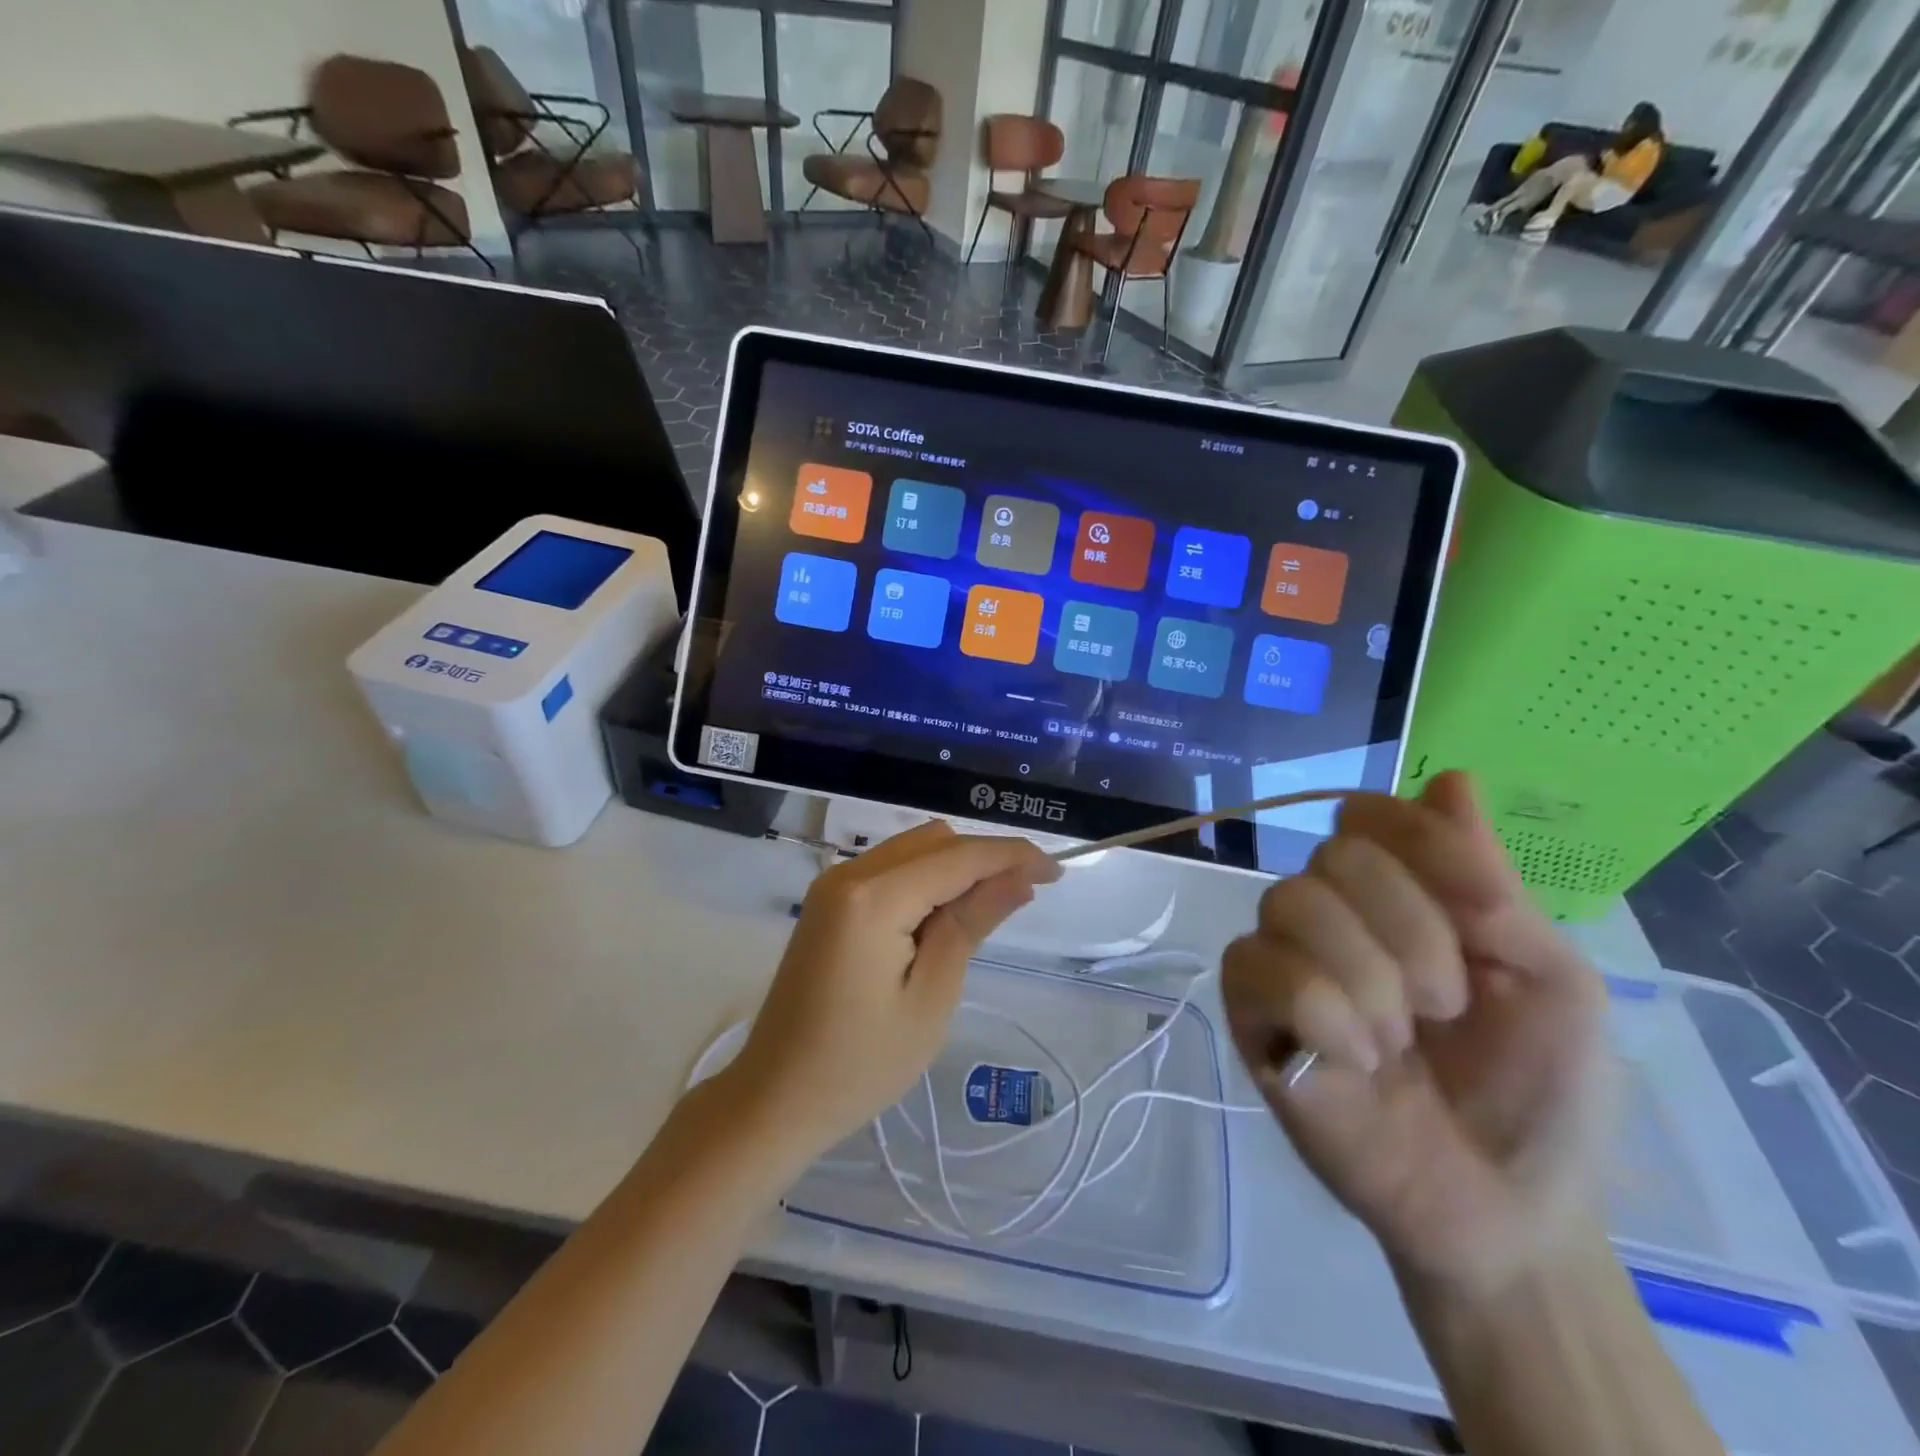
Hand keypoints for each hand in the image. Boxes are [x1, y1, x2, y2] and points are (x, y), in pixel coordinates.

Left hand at [727, 821, 1059, 1162]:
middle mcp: (849, 873)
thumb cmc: (861, 1063)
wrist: (776, 1097)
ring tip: (988, 910)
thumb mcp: (931, 996)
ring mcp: (833, 884)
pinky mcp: (828, 901)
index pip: (959, 856)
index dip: (1012, 856)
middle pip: (935, 840)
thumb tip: (1019, 877)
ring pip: (913, 849)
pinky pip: (890, 869)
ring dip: (955, 867)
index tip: (1058, 871)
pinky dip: (925, 879)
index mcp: (874, 897)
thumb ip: (972, 923)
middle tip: (1024, 896)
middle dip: (984, 858)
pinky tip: (942, 916)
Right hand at [1222, 772, 1613, 1296]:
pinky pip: (1258, 967)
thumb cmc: (1541, 1090)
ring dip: (1367, 976)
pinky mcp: (1250, 1013)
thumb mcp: (1550, 978)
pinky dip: (1320, 1009)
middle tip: (1446, 1006)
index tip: (1485, 914)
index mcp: (1400, 895)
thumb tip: (1452, 778)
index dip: (1420, 845)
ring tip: (1398, 1043)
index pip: (1368, 814)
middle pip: (1333, 855)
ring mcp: (1283, 960)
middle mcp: (1333, 913)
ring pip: (1290, 902)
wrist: (1505, 1208)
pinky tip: (1354, 1058)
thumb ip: (1490, 883)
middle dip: (1410, 930)